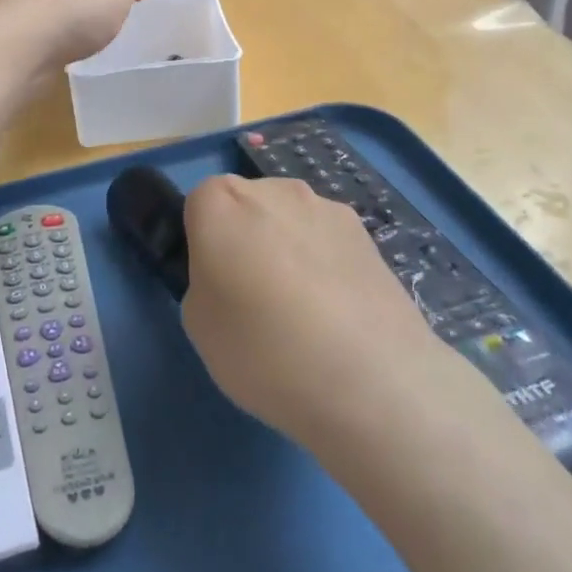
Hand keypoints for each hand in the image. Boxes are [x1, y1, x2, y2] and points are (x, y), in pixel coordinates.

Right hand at [180, 174, 445, 449]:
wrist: (373, 383)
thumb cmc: (264, 350)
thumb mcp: (198, 325)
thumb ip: (204, 280)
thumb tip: (230, 276)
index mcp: (220, 201)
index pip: (198, 205)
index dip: (203, 243)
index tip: (215, 284)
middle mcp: (272, 188)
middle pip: (247, 206)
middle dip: (246, 239)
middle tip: (255, 300)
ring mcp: (324, 206)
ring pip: (290, 221)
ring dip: (289, 249)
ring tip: (306, 314)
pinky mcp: (367, 234)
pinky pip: (328, 242)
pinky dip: (326, 265)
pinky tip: (339, 316)